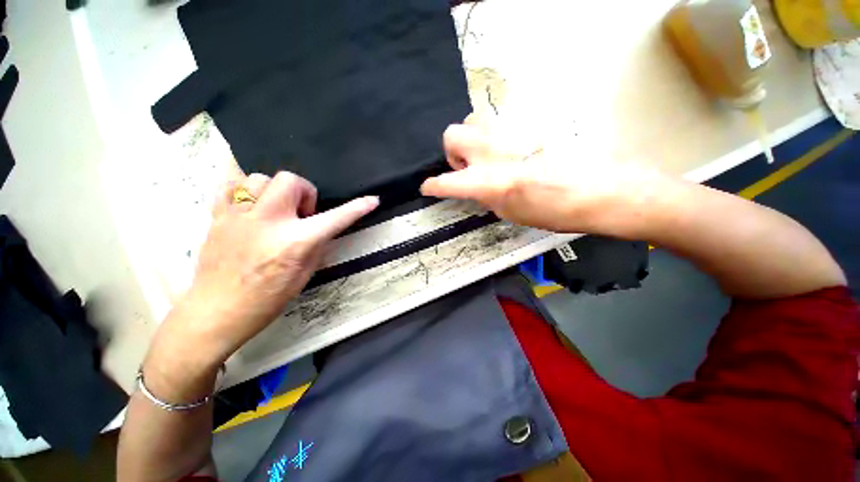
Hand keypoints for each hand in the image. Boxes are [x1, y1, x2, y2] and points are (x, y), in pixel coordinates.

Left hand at [157, 171, 377, 368]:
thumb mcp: (305, 273)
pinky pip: (231, 184)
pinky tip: (251, 206)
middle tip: (301, 213)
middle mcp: (268, 223)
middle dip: (303, 192)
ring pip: (260, 178)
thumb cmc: (268, 299)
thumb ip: (316, 244)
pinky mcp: (217, 216)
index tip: (372, 200)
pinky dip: (246, 190)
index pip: (335, 218)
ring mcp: (238, 216)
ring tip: (275, 210)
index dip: (358, 208)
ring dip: (275, 191)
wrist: (217, 311)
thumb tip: (322, 226)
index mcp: (294, 243)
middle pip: (290, 180)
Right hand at [420, 114, 671, 238]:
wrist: (604, 189)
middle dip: (454, 153)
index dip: (433, 186)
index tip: (427, 187)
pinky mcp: (531, 123)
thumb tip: (478, 188)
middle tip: (469, 169)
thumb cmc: (557, 211)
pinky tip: (517, 153)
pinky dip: (499, 139)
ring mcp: (512, 132)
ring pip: (475, 122)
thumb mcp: (512, 213)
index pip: (446, 181)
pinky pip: (502, 124)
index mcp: (487, 181)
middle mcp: (493, 151)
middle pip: (452, 134)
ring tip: (492, 160)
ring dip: (474, 142)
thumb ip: (487, 197)